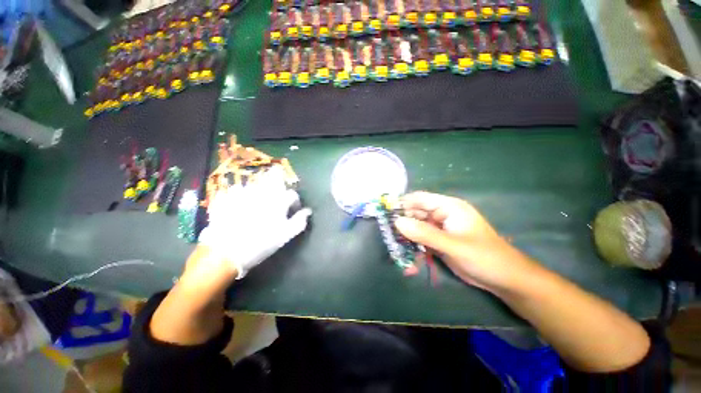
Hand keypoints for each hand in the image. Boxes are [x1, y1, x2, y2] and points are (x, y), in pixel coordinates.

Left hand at [198, 167, 311, 279]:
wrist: (225, 253)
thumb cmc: (260, 244)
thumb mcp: (285, 236)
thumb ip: (299, 222)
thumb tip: (307, 212)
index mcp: (278, 202)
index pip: (292, 194)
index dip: (295, 201)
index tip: (293, 209)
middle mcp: (262, 193)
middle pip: (274, 177)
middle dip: (278, 179)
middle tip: (277, 189)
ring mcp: (243, 193)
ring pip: (256, 182)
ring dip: (261, 187)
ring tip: (259, 198)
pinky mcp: (227, 197)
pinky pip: (236, 189)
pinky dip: (241, 192)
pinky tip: (240, 201)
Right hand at [395, 192, 536, 291]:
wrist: (504, 279)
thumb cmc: (483, 257)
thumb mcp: (452, 245)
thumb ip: (424, 233)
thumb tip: (397, 222)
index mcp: (448, 206)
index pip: (419, 199)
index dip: (402, 203)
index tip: (385, 213)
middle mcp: (442, 214)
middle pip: (415, 213)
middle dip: (402, 222)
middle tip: (387, 233)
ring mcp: (440, 228)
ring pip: (416, 227)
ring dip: (406, 236)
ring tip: (395, 246)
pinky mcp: (439, 241)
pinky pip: (421, 239)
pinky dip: (414, 246)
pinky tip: (408, 256)